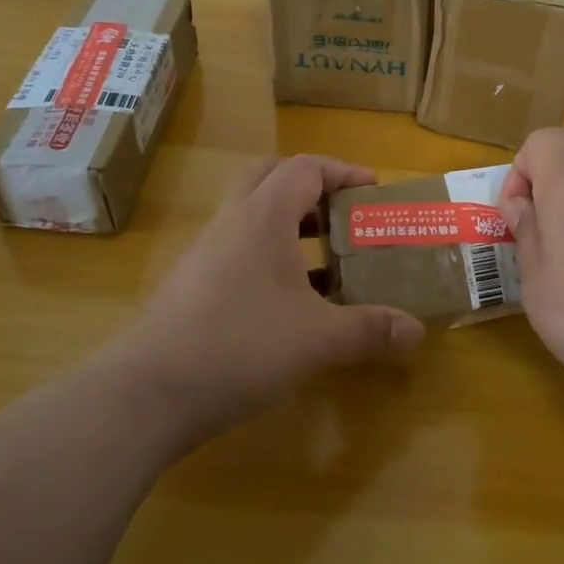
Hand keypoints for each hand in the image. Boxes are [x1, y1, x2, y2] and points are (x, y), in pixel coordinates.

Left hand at [115, 156, 425, 452]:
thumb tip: (416, 331)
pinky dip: (270, 257)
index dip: (343, 172)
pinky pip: (239, 250)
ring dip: (292, 225)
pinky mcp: (192, 284)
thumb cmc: (240, 347)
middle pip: (272, 178)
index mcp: (263, 216)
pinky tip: (291, 302)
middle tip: (344, 214)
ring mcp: (206, 253)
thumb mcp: (317, 339)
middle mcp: (232, 222)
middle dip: (312, 188)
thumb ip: (369, 329)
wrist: (147, 394)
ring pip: (253, 216)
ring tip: (328, 259)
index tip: (372, 190)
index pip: (305, 168)